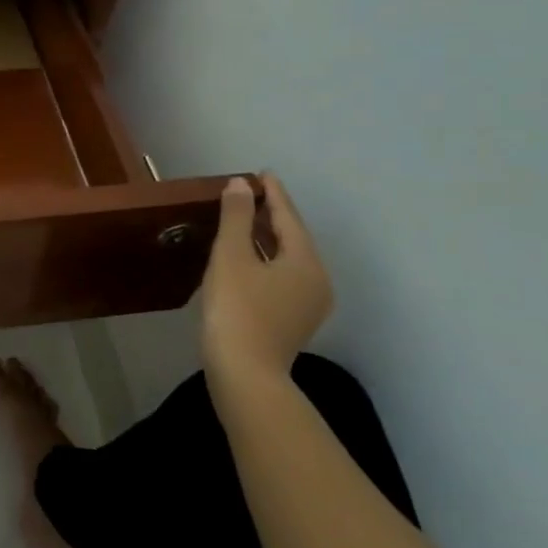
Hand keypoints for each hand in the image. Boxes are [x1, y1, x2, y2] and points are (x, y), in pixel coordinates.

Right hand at [200, 174, 333, 409]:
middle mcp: (316, 280)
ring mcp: (308, 304)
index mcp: (306, 262)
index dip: (273, 193)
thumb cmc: (237, 308)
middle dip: (271, 214)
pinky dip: (266, 259)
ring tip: (245, 220)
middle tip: (248, 193)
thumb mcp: (231, 256)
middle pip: (293, 238)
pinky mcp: (293, 320)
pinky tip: (246, 257)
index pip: (289, 217)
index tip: (260, 173)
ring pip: (288, 258)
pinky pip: (282, 276)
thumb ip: (237, 217)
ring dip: (267, 237)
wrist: (245, 373)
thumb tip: (240, 185)